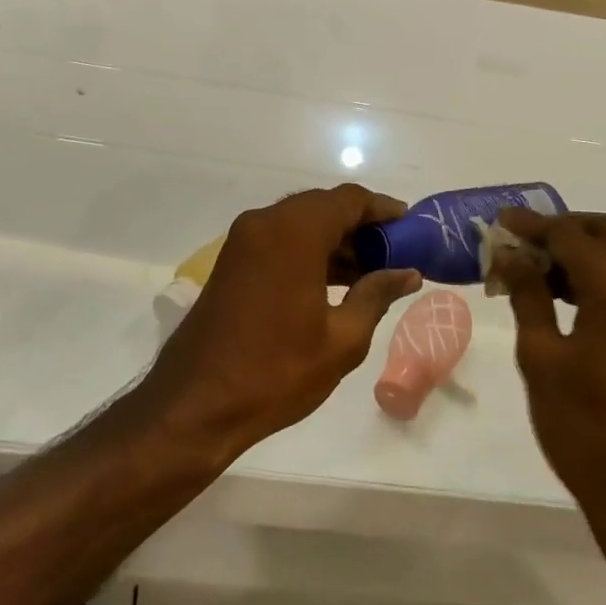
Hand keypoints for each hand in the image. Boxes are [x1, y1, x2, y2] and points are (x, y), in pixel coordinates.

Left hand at [143, 186, 421, 459]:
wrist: (195, 405)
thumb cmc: (275, 372)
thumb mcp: (341, 339)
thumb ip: (376, 295)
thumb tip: (408, 273)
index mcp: (294, 231)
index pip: (349, 199)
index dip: (383, 209)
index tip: (411, 227)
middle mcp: (266, 222)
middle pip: (324, 206)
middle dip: (360, 225)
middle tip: (393, 253)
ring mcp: (244, 239)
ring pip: (301, 221)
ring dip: (335, 239)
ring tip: (369, 272)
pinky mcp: (232, 260)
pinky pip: (280, 238)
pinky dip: (309, 250)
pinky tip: (333, 281)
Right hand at [494, 210, 605, 531]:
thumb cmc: (587, 429)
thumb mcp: (542, 358)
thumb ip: (528, 296)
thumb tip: (511, 255)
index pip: (572, 234)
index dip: (533, 224)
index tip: (500, 221)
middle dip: (564, 227)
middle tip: (524, 241)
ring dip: (581, 250)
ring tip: (534, 268)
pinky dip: (598, 274)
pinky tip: (563, 296)